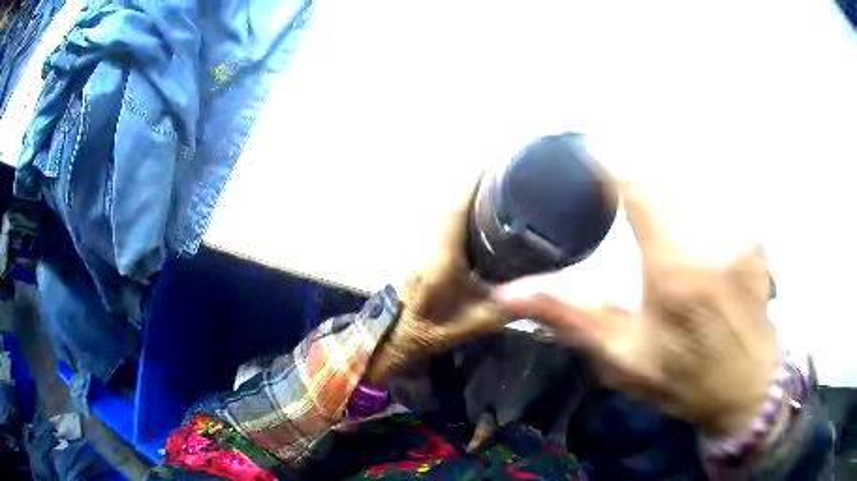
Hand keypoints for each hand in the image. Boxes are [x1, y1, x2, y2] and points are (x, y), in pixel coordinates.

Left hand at [363, 179, 513, 383]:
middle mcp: (427, 241)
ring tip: (491, 181)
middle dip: (472, 179)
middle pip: (448, 199)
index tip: (491, 160)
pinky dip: (456, 204)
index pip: (454, 206)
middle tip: (501, 168)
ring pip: (441, 206)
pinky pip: (439, 217)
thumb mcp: (474, 322)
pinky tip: (473, 207)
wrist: (392, 337)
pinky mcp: (418, 247)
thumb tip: (539, 291)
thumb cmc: (430, 330)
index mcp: (441, 256)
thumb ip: (506, 307)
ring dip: (462, 190)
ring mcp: (419, 242)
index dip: (471, 180)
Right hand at [495, 183, 777, 436]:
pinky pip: (724, 196)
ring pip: (698, 179)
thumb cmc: (685, 377)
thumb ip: (572, 318)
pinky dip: (706, 199)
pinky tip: (702, 244)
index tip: (594, 147)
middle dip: (646, 167)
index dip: (612, 158)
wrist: (746, 385)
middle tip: (635, 187)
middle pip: (670, 171)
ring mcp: (739, 232)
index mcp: (672, 268)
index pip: (638, 186)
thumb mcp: (624, 357)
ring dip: (676, 182)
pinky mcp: (756, 235)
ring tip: (669, 213)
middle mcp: (709, 238)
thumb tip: (508, 295)